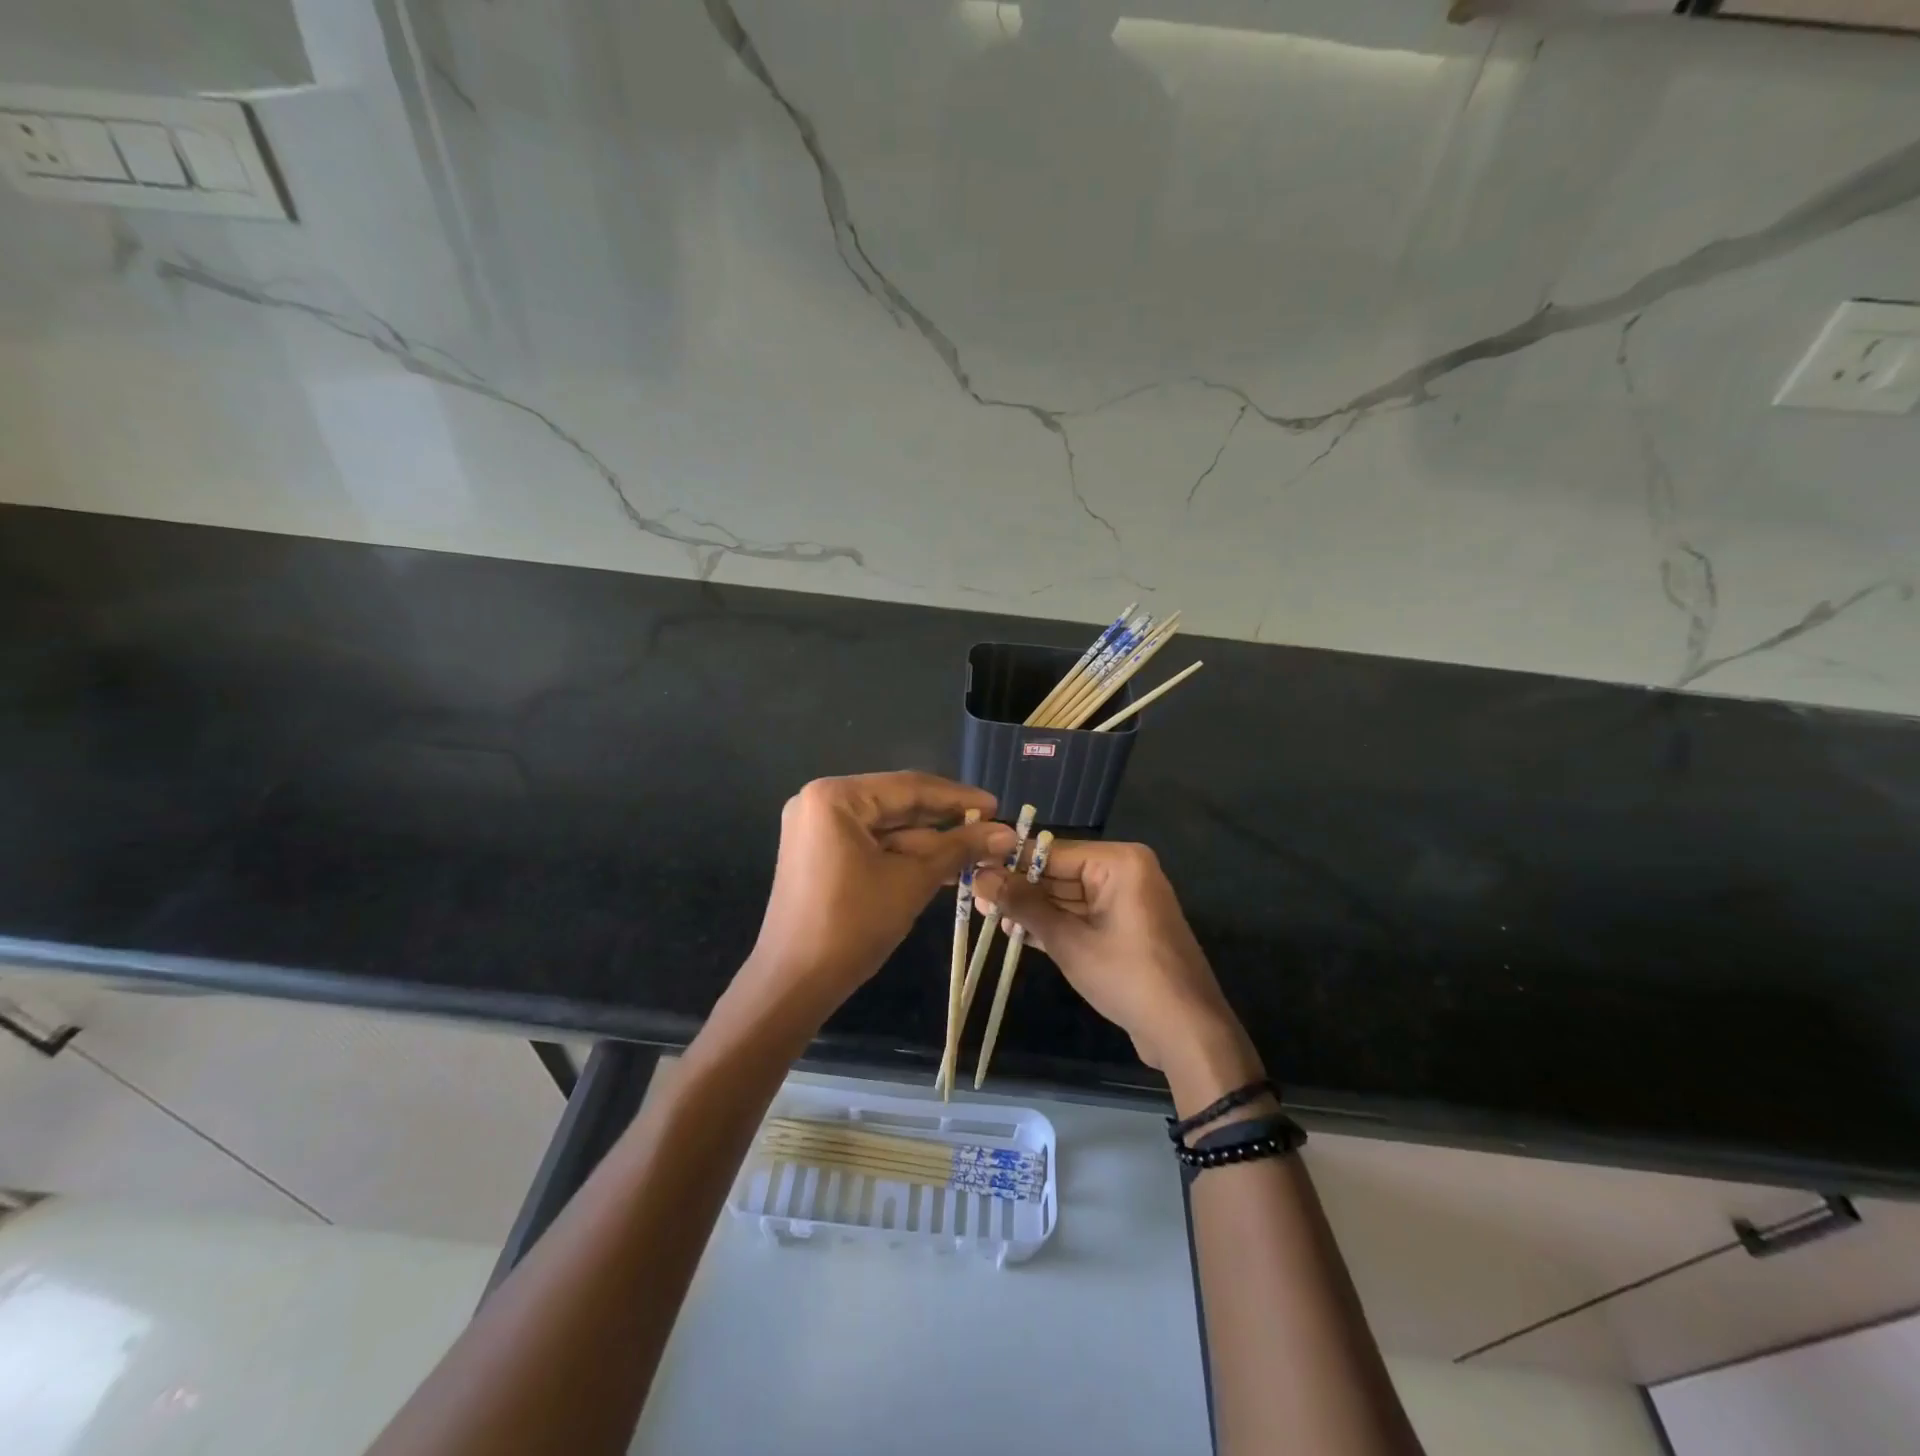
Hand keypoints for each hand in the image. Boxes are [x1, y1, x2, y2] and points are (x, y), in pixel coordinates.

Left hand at [734, 773, 1014, 1027]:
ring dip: (929, 842)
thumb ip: (959, 848)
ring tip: (978, 851)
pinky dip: (903, 856)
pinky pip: (870, 845)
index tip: (997, 807)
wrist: (794, 984)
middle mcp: (820, 802)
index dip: (958, 798)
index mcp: (835, 797)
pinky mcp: (819, 855)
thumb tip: (1008, 833)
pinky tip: (944, 866)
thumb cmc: (853, 924)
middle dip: (945, 821)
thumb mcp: (912, 881)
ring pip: (886, 828)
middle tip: (992, 829)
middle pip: (897, 804)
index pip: (909, 787)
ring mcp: (816, 830)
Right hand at [974, 841, 1261, 1099]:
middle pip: (1058, 873)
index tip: (971, 868)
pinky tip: (1014, 932)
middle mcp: (1124, 872)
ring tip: (985, 915)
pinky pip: (1080, 916)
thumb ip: (1024, 906)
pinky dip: (1052, 924)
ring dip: (1031, 908)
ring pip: (1066, 896)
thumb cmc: (1128, 977)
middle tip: (972, 895)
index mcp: (1119, 862)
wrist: (1187, 1032)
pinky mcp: (1122, 927)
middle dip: (1018, 887)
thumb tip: (980, 876)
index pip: (1051, 852)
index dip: (1009, 862)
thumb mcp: (1069, 941)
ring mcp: (1124, 901)